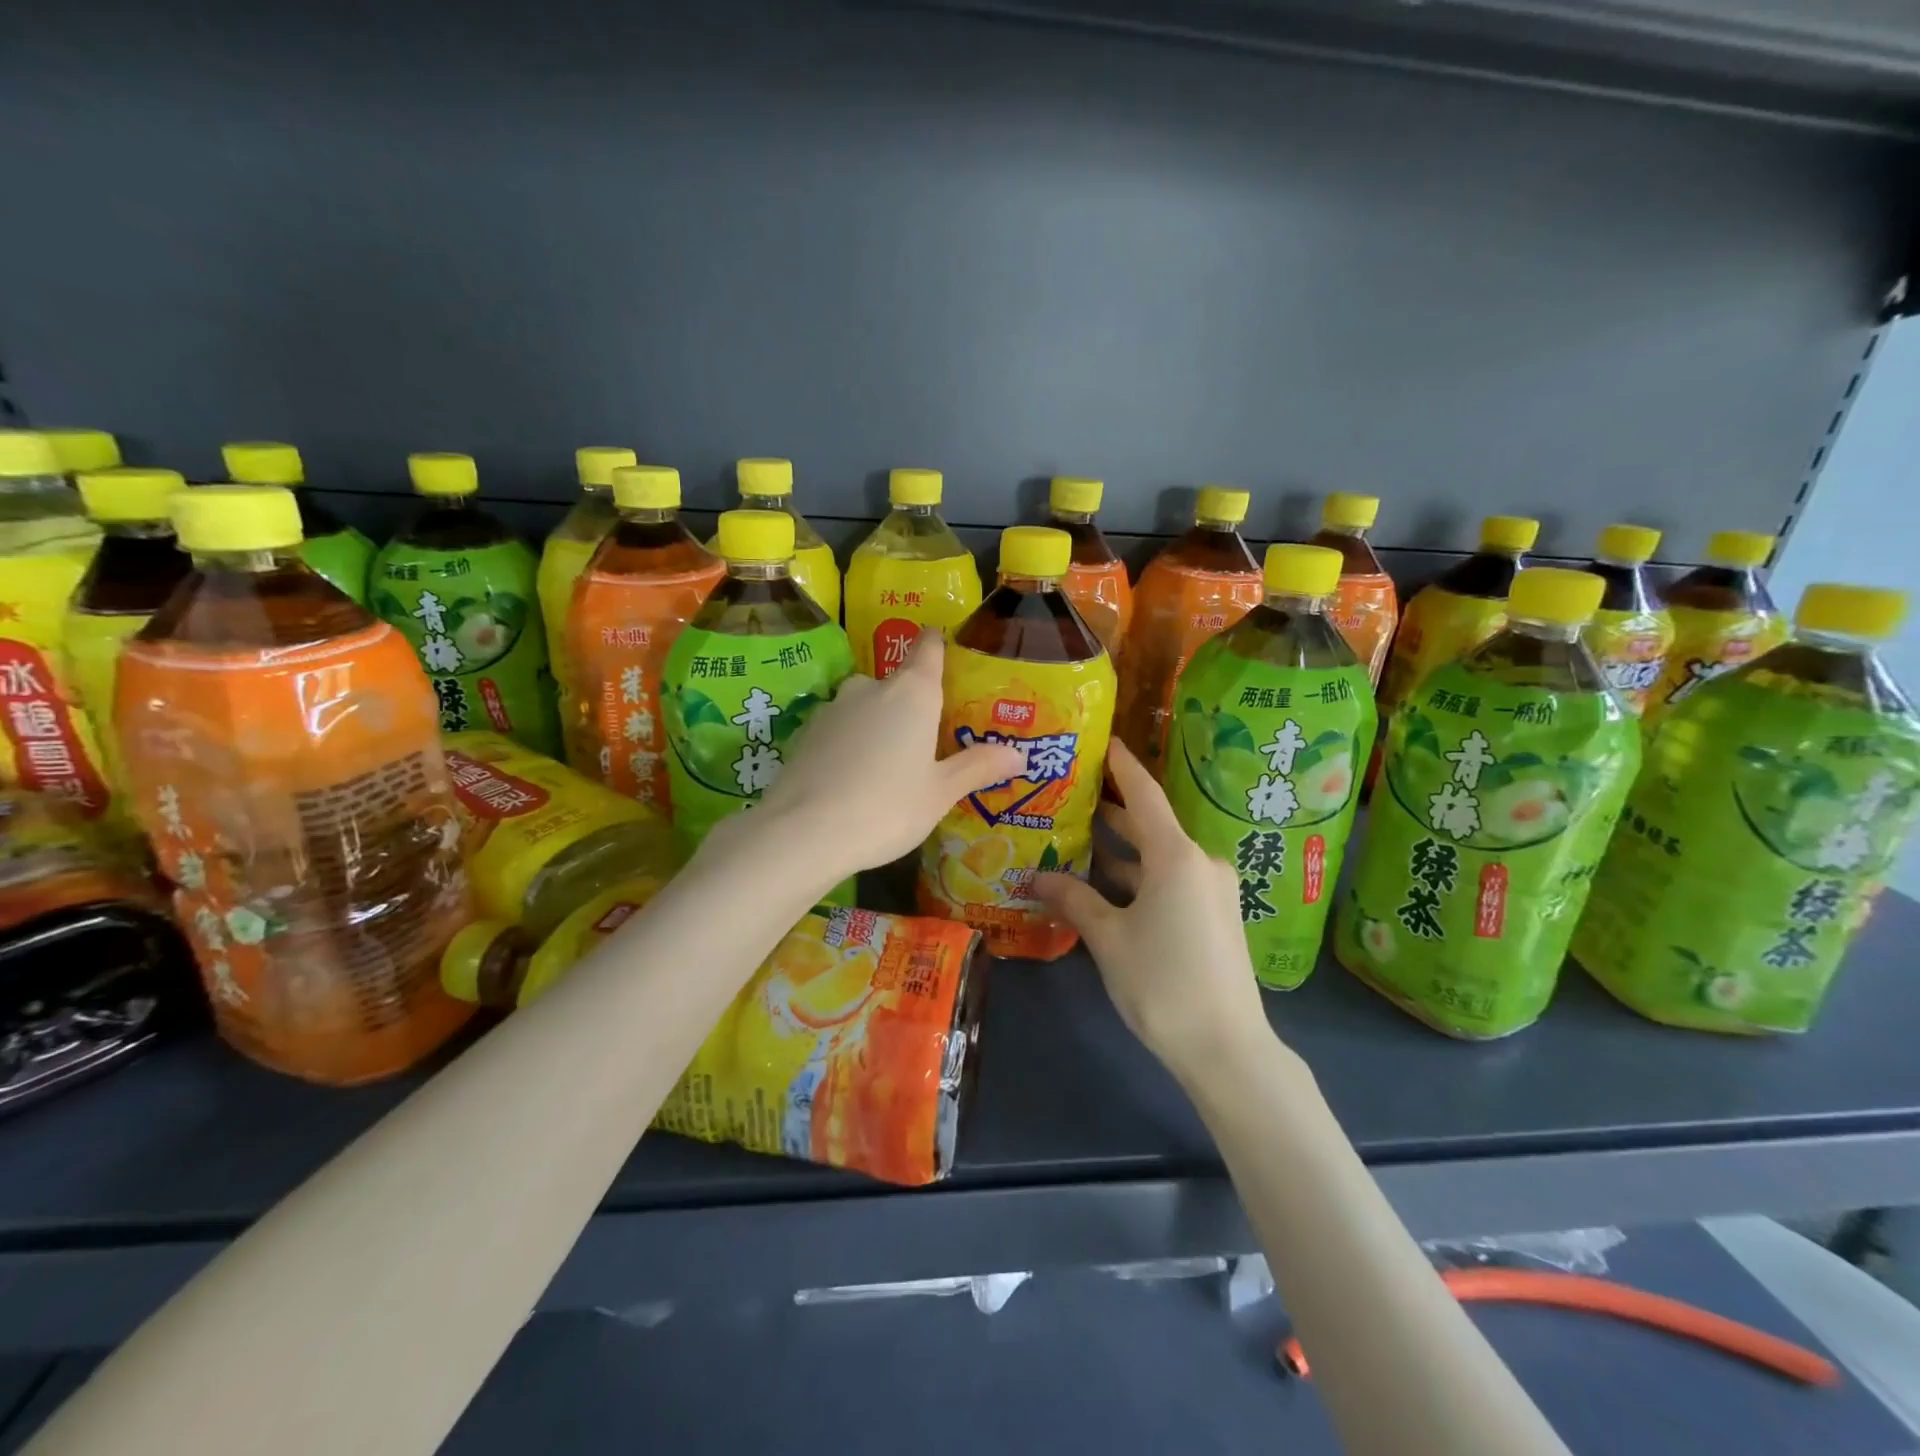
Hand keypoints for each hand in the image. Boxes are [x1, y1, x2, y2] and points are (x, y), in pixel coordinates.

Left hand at [752, 633, 1024, 880]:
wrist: (803, 832)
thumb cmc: (887, 806)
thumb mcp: (940, 793)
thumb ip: (978, 767)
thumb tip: (1020, 754)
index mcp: (912, 692)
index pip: (929, 646)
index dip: (939, 645)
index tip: (950, 657)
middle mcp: (871, 687)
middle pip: (899, 683)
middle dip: (913, 705)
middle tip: (930, 741)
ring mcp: (833, 707)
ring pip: (866, 707)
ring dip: (880, 726)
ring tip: (891, 767)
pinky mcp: (806, 732)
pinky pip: (840, 729)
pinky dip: (851, 744)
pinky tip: (854, 779)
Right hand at [1034, 742, 1269, 1085]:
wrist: (1228, 1049)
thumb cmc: (1163, 983)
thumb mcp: (1108, 938)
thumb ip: (1072, 900)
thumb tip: (1033, 876)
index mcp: (1177, 857)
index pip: (1144, 795)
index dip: (1122, 766)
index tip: (1101, 741)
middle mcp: (1200, 863)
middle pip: (1149, 825)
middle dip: (1110, 811)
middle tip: (1068, 794)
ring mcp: (1211, 891)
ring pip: (1158, 858)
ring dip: (1120, 851)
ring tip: (1074, 838)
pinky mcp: (1214, 916)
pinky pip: (1170, 882)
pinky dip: (1138, 877)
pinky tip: (1103, 885)